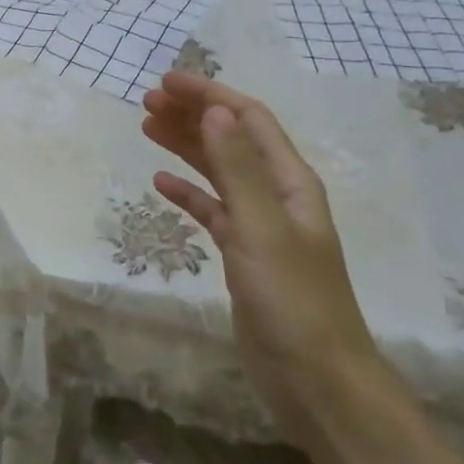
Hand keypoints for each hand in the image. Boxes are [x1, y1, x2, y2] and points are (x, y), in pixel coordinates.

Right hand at [141, 71, 381, 443]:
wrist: (316, 382)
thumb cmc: (293, 301)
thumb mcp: (262, 229)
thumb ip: (238, 169)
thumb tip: (214, 111)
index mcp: (290, 182)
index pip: (248, 119)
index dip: (209, 95)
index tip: (164, 82)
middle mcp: (276, 196)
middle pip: (231, 140)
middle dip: (192, 115)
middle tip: (146, 103)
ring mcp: (259, 226)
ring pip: (218, 171)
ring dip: (186, 146)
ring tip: (147, 127)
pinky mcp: (243, 255)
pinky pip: (211, 210)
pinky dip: (187, 192)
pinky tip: (161, 183)